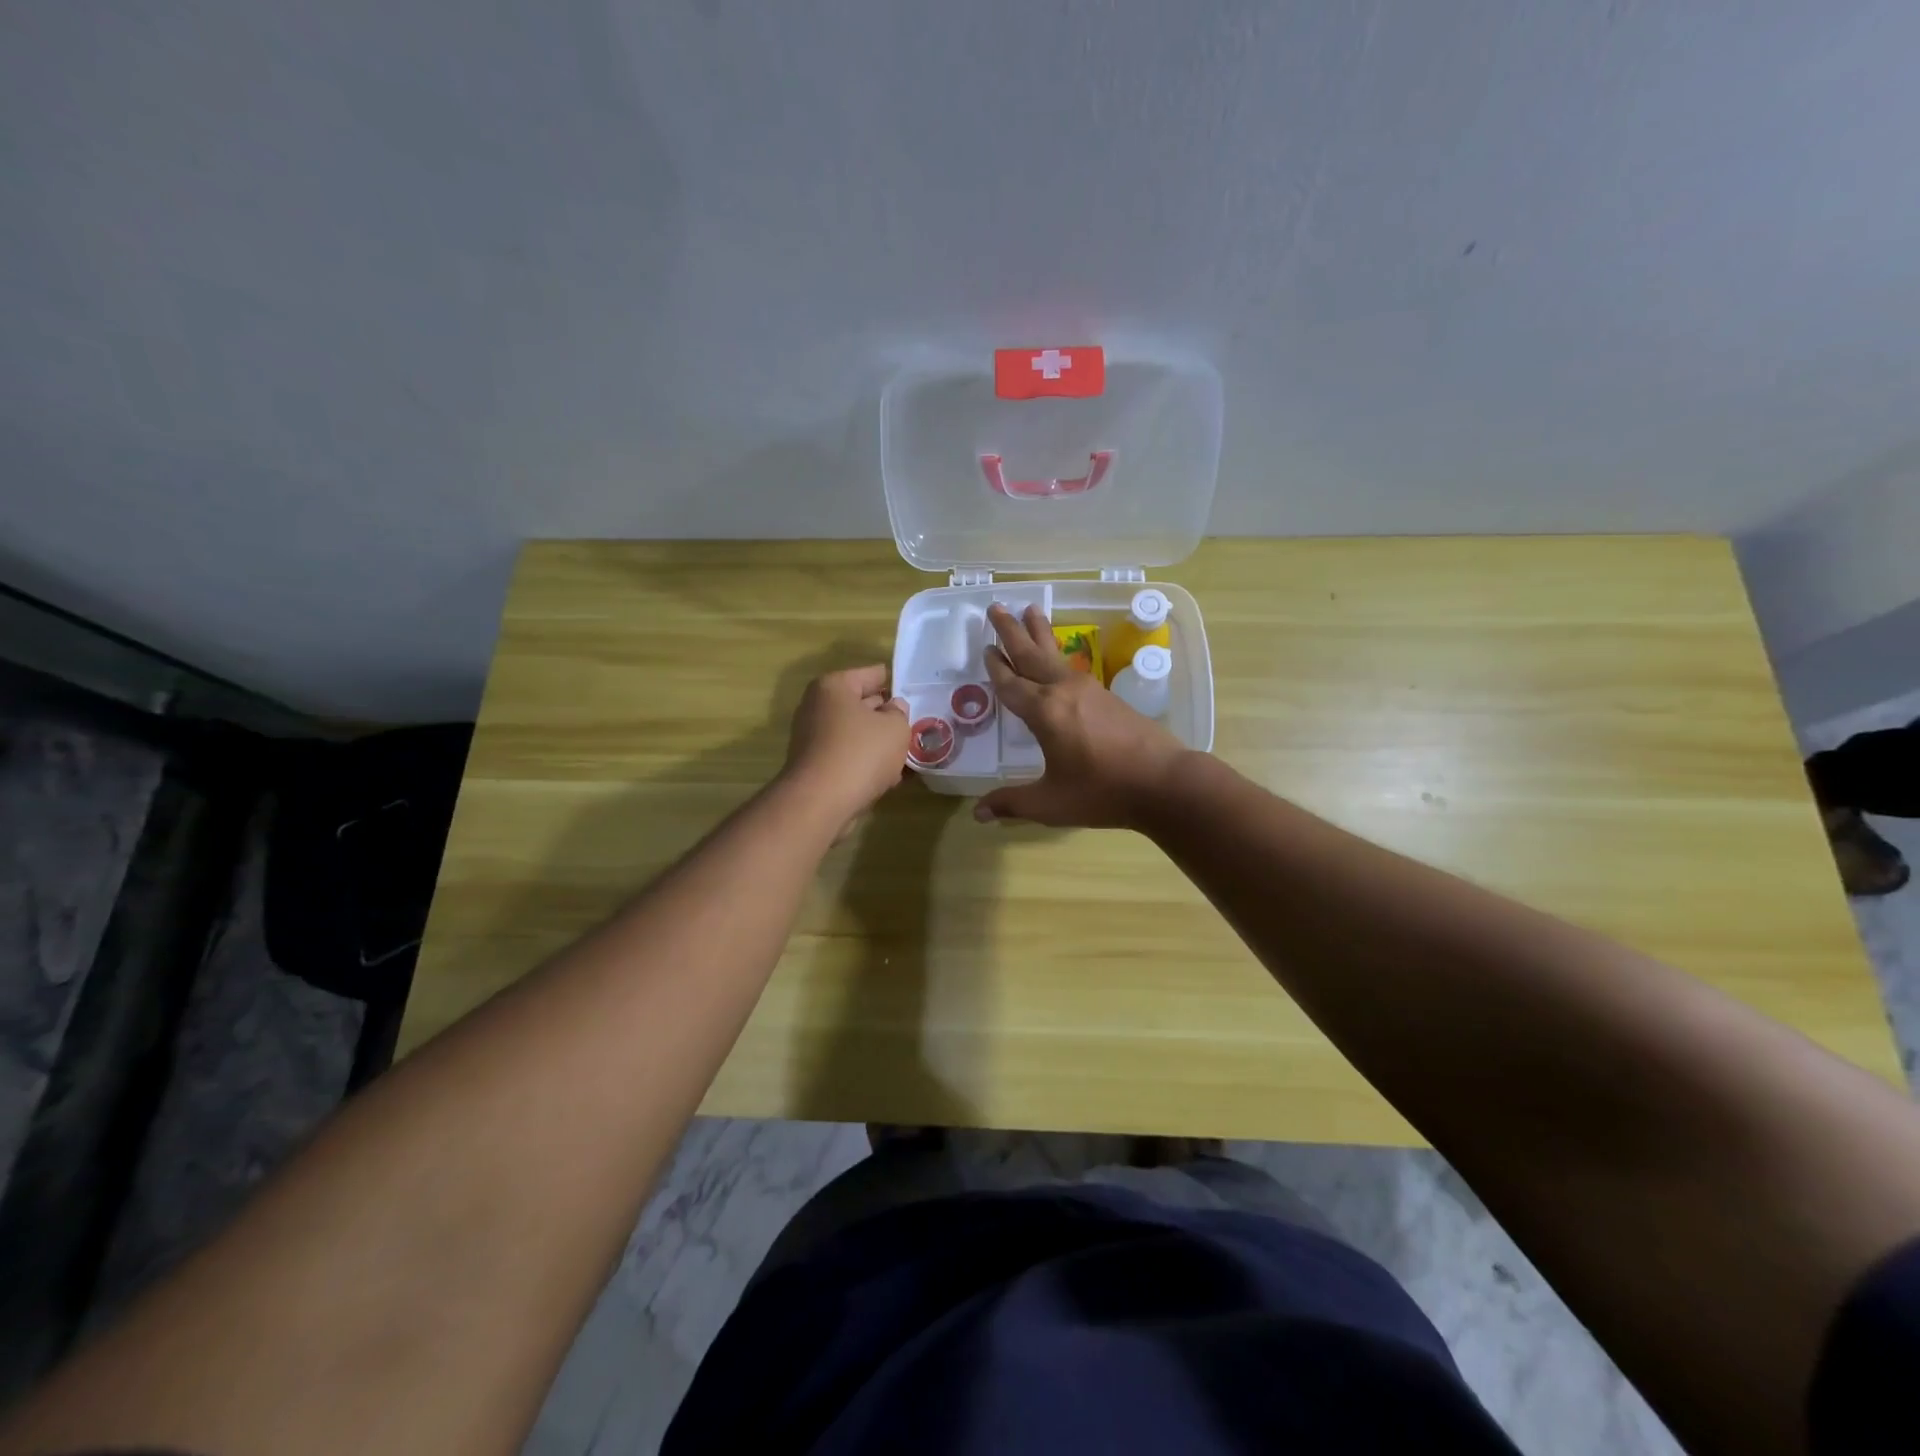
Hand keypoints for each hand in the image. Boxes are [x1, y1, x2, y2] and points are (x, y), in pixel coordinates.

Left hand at [780, 664, 909, 831]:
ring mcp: (813, 738)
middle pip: (862, 704)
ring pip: (857, 733)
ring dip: (879, 743)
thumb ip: (899, 713)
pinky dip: (866, 763)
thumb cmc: (861, 753)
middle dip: (888, 716)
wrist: (820, 803)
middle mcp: (818, 707)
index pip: (873, 674)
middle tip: (916, 725)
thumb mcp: (895, 728)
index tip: (917, 695)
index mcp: (834, 687)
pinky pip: (848, 756)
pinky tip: (890, 777)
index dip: (897, 684)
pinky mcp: (816, 765)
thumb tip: (893, 709)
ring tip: (907, 754)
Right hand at [976, 604, 1188, 828]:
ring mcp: (1089, 690)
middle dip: (1011, 631)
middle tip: (996, 607)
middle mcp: (1063, 691)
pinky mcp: (1108, 696)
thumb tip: (978, 814)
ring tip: (1031, 610)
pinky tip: (1059, 659)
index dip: (996, 668)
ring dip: (1039, 633)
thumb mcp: (1051, 803)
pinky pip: (1073, 667)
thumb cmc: (1102, 792)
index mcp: (1044, 712)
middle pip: (1031, 655)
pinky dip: (1058, 654)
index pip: (1011, 685)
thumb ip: (1012, 803)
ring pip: (1055, 655)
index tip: (986, 647)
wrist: (1164, 782)